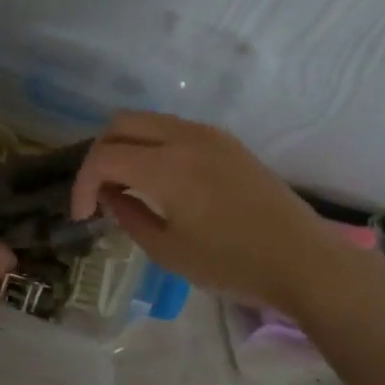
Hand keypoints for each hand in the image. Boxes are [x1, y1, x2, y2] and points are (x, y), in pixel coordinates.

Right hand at [70, 111, 347, 315]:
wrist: (302, 260)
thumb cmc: (231, 264)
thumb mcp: (168, 251)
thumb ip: (130, 216)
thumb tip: (111, 195)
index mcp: (166, 166)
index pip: (103, 156)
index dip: (82, 185)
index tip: (82, 215)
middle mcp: (184, 137)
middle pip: (121, 123)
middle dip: (99, 155)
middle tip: (99, 194)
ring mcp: (209, 134)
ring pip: (149, 120)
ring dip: (127, 146)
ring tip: (127, 187)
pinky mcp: (227, 142)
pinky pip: (175, 129)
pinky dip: (153, 145)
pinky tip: (159, 181)